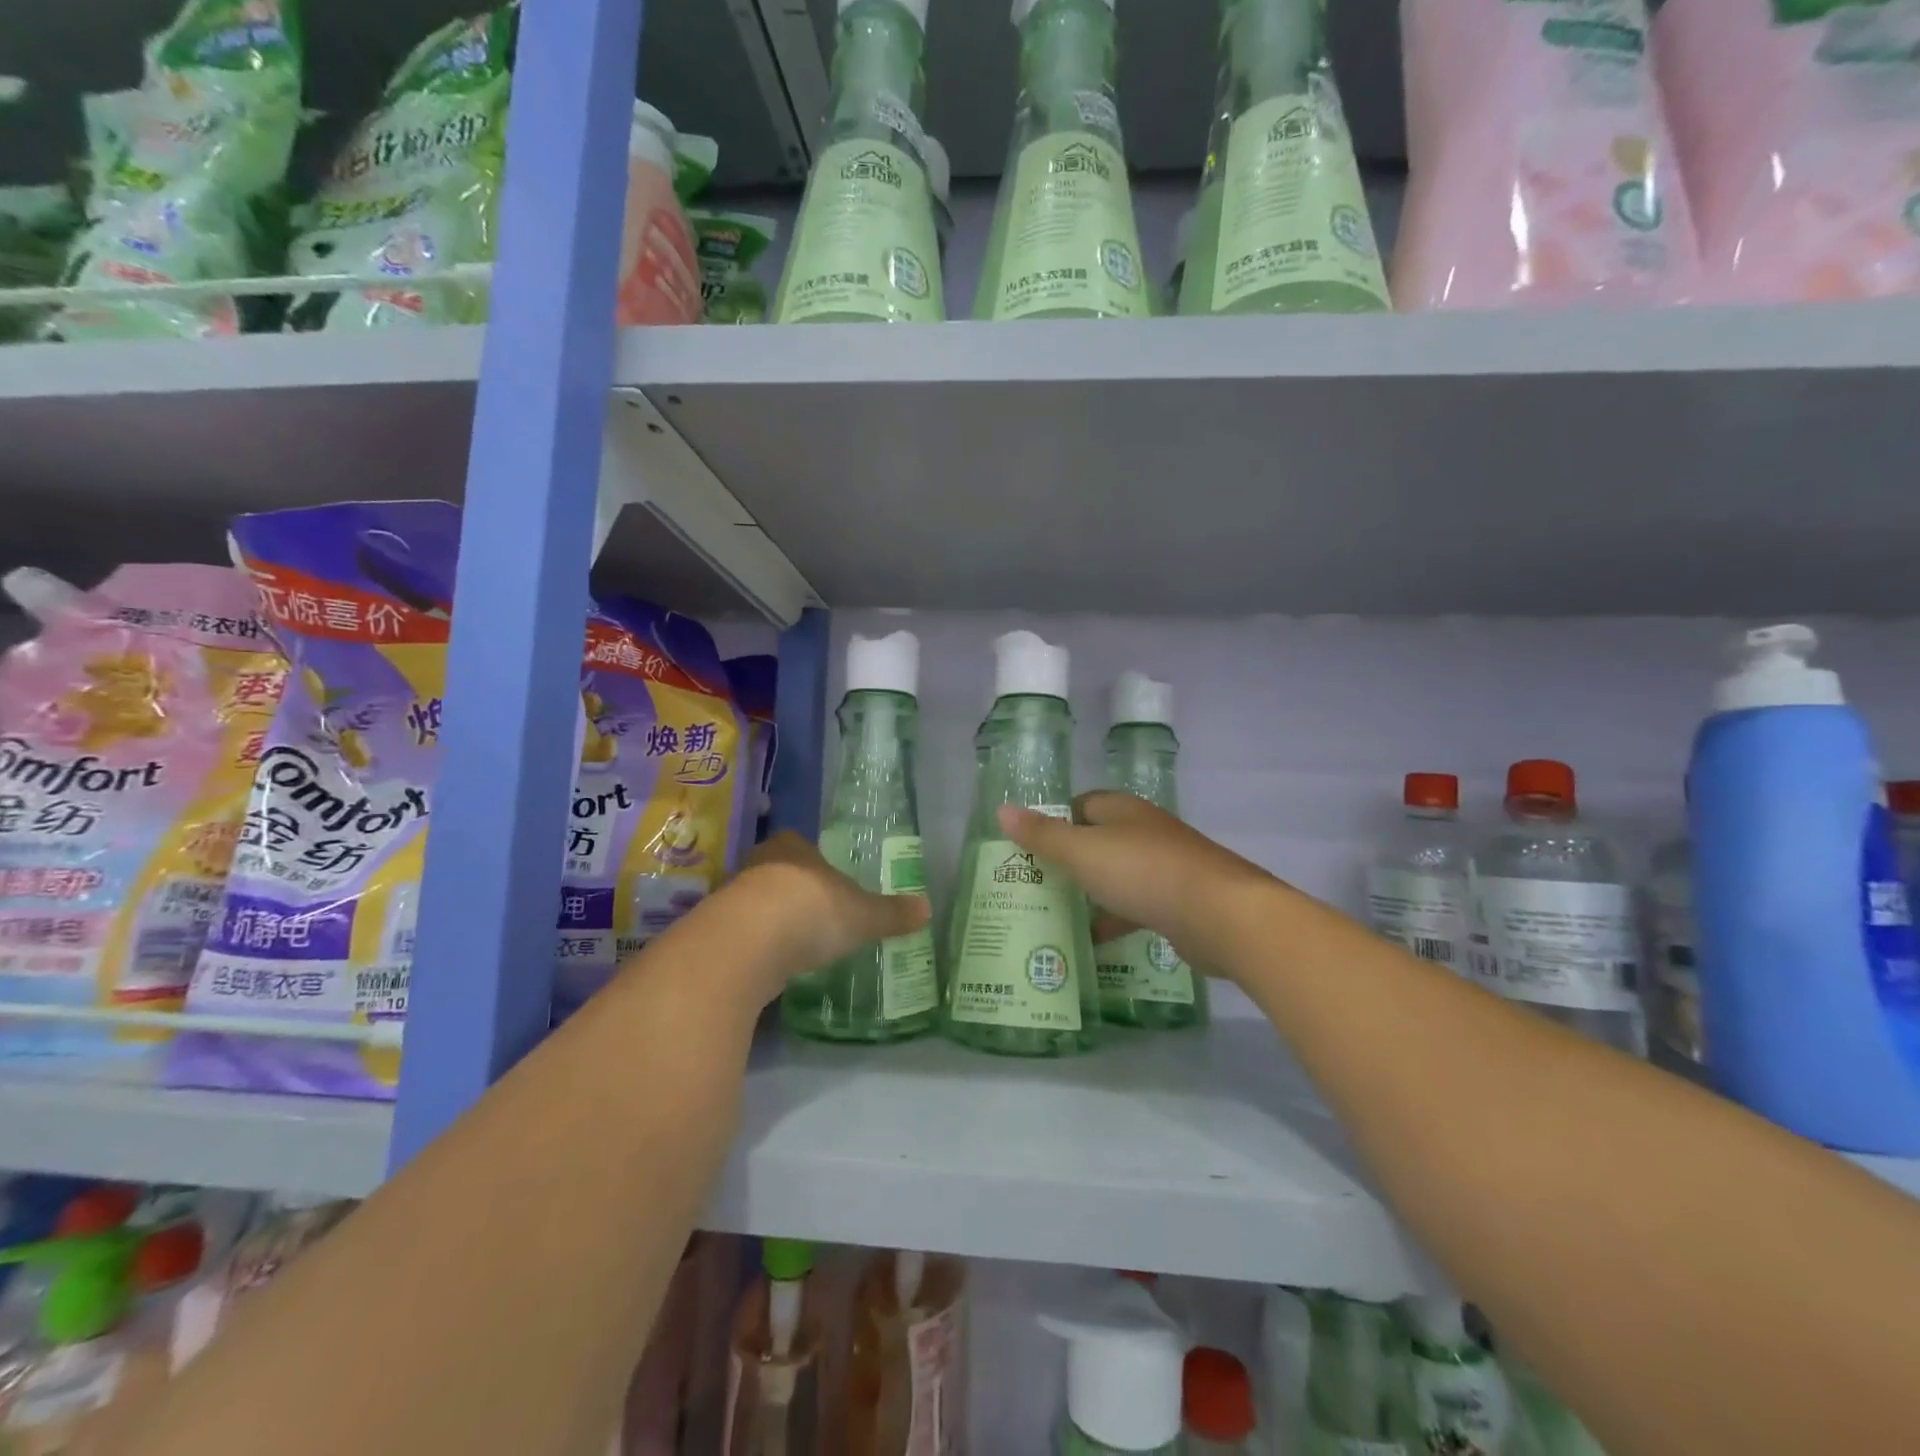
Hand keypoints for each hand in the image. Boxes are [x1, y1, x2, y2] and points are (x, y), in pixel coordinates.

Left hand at [723, 832, 931, 1001]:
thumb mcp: (863, 915)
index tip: (827, 880)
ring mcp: (733, 898)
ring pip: (756, 903)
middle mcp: (759, 864)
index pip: (800, 843)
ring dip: (771, 919)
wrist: (746, 944)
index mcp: (793, 847)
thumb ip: (891, 913)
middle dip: (793, 889)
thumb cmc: (811, 911)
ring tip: (795, 943)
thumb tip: (927, 909)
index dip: (814, 861)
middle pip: (777, 871)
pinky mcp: (717, 933)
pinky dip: (756, 947)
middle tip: (815, 911)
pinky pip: (743, 935)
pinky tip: (771, 965)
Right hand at [997, 793, 1274, 977]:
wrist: (1221, 915)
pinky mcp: (1178, 902)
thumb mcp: (1083, 852)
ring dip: (1091, 893)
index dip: (1054, 821)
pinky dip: (1115, 920)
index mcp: (1123, 811)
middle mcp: (1145, 832)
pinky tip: (1094, 942)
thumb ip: (1043, 835)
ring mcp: (1166, 867)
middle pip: (1098, 841)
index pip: (1081, 804)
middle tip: (1033, 884)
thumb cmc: (1144, 873)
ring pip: (1117, 875)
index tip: (1027, 847)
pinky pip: (1137, 906)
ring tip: (1055, 914)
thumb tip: (1002, 810)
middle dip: (1068, 861)